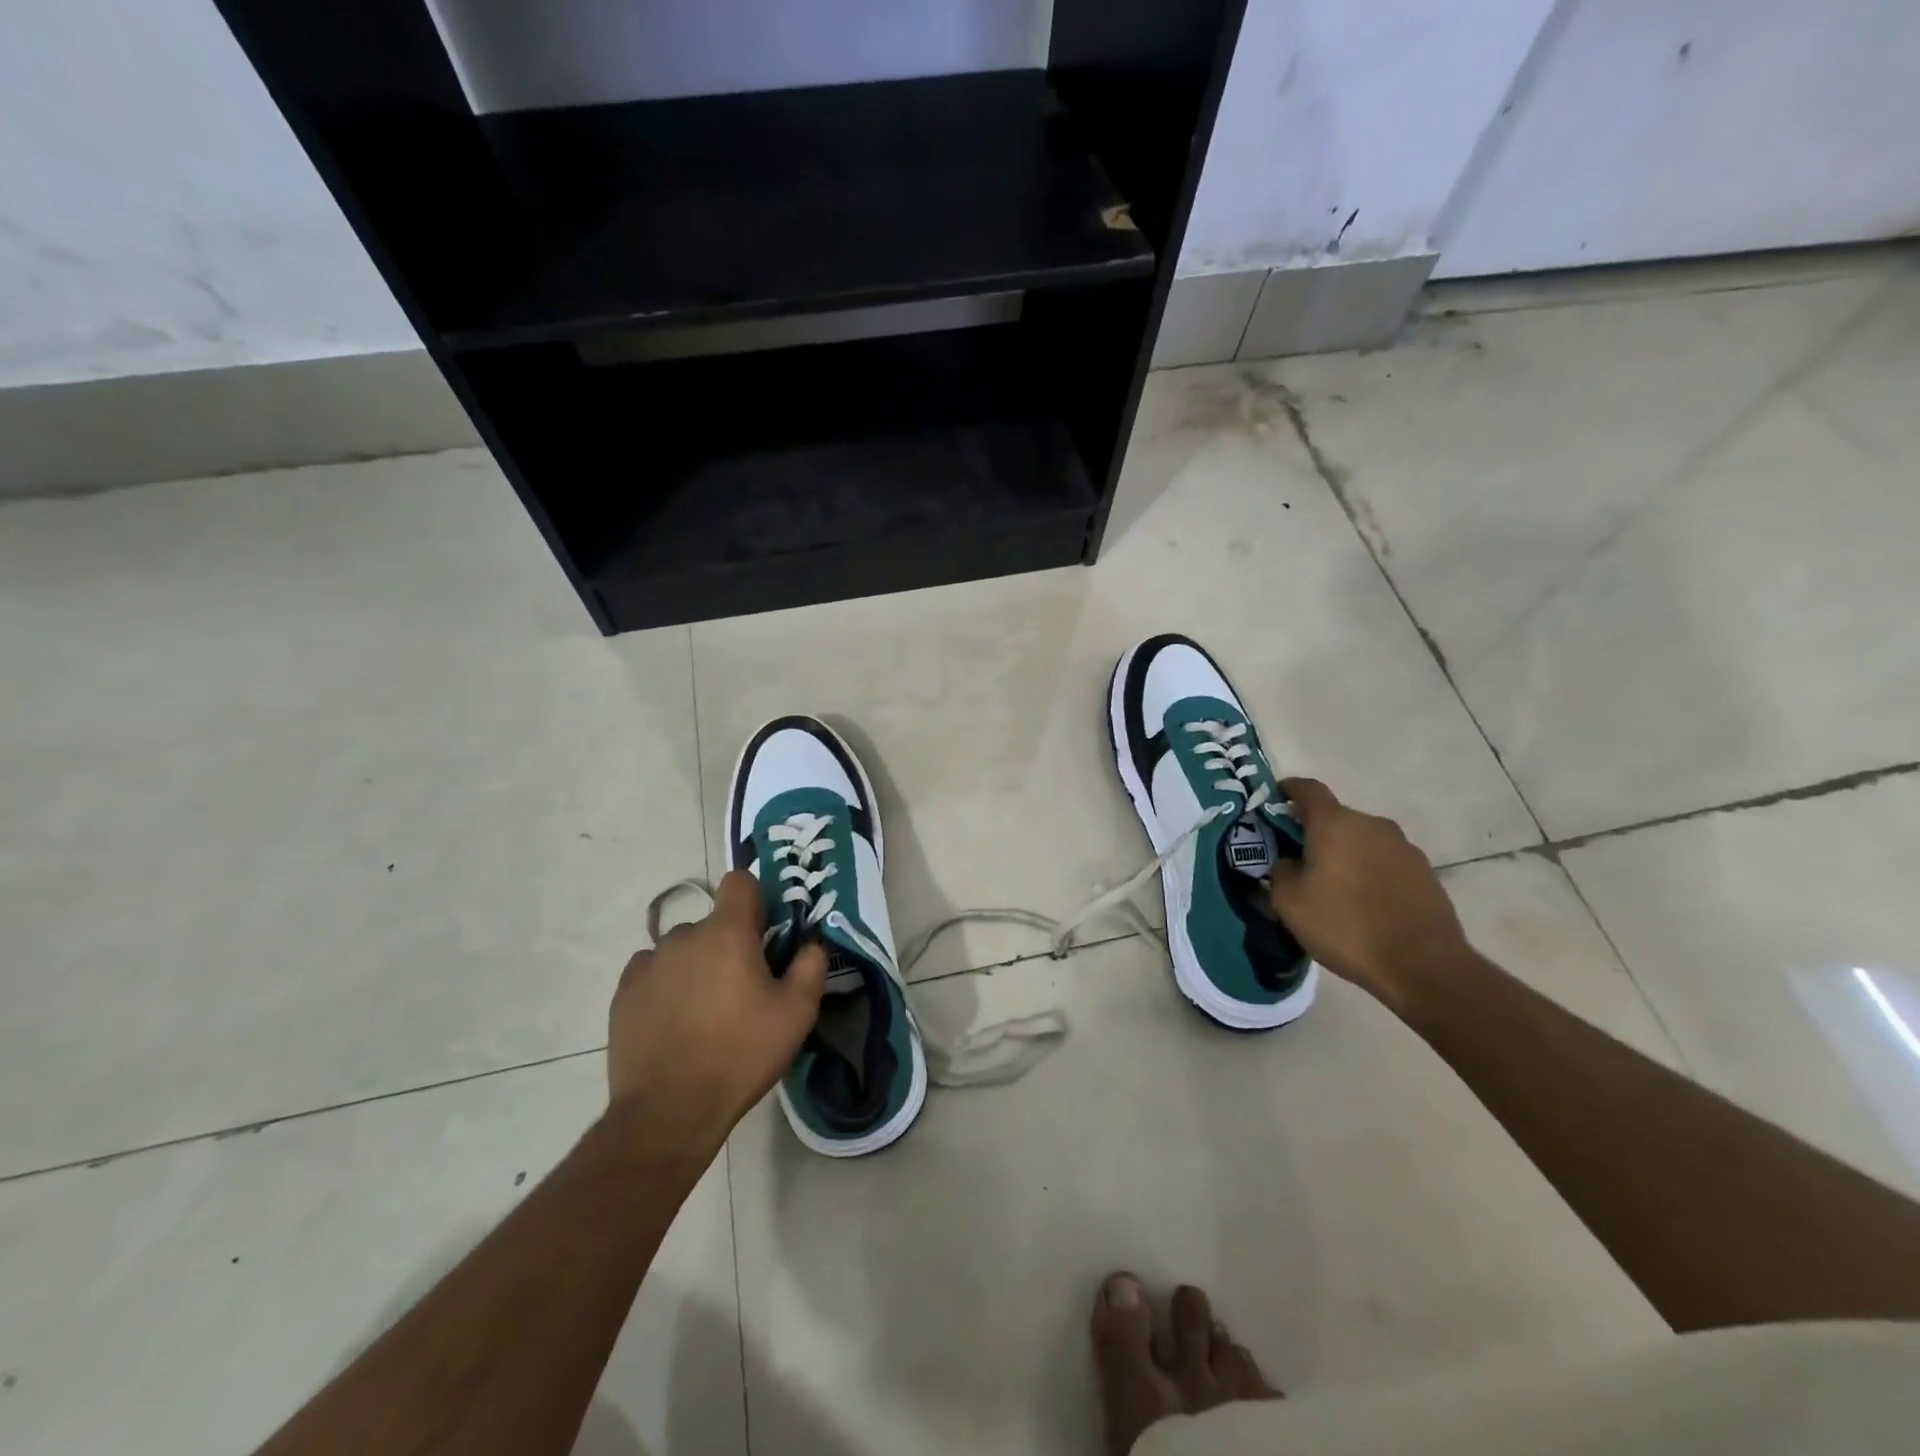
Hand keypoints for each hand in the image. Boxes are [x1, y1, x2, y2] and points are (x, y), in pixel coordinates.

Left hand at [606, 871, 826, 1146]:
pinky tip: (674, 1021)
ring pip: (681, 949)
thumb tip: (811, 943)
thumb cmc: (740, 1054)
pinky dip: (666, 985)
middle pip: (712, 923)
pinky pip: (652, 972)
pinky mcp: (623, 994)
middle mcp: (683, 936)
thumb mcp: (796, 1014)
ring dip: (696, 965)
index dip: (756, 899)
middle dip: (728, 944)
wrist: (668, 1111)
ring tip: (705, 1011)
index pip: (740, 882)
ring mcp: (648, 964)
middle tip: (742, 988)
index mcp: (727, 933)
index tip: (764, 933)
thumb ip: (811, 966)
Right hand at [1269, 778, 1470, 1016]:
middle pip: (1336, 817)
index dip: (1288, 790)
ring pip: (1362, 840)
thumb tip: (1290, 861)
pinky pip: (1385, 862)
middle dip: (1315, 832)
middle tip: (1297, 859)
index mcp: (1336, 823)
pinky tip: (1363, 903)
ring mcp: (1404, 848)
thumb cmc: (1345, 926)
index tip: (1275, 799)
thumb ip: (1281, 871)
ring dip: (1345, 854)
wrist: (1423, 966)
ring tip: (1333, 887)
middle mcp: (1373, 825)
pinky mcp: (1425, 873)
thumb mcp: (1290, 902)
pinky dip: (1369, 872)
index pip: (1308, 789)